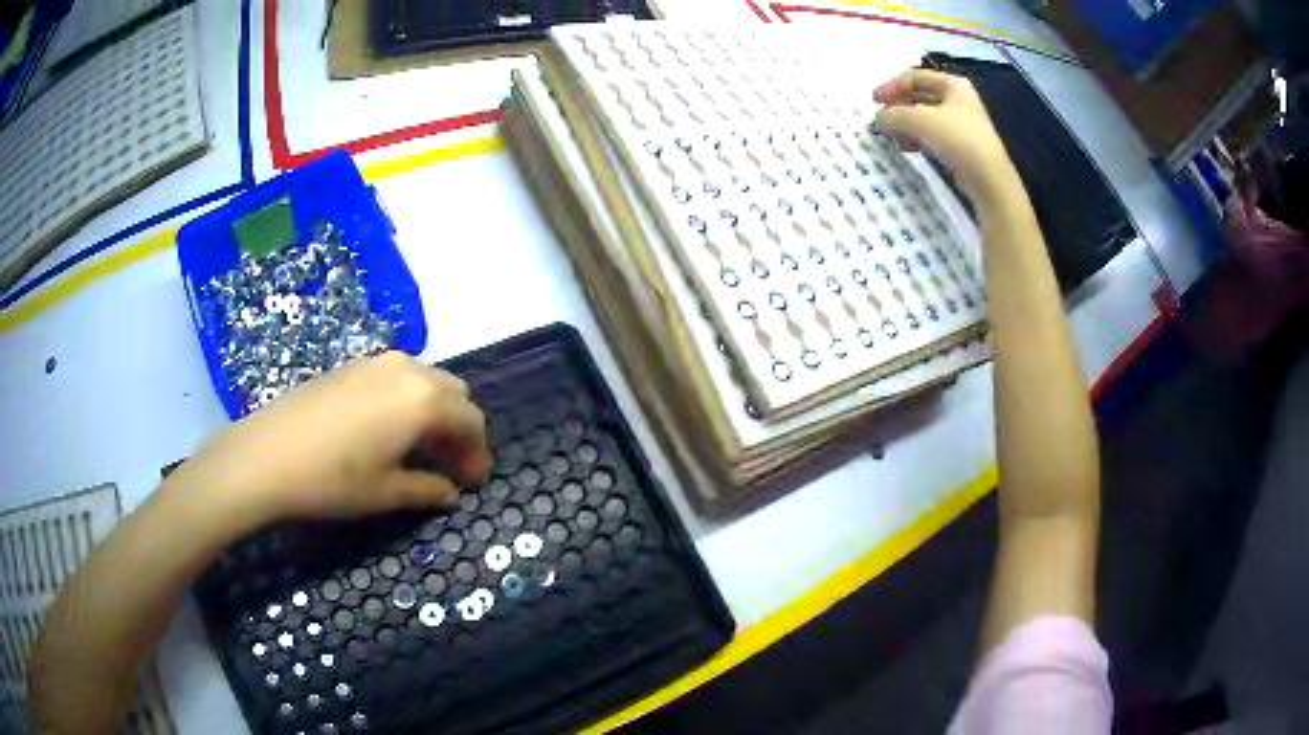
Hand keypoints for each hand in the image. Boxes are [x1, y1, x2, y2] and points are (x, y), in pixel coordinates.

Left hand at [167, 352, 490, 527]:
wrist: (267, 455)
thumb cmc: (333, 479)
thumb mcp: (387, 492)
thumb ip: (428, 489)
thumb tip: (449, 491)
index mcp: (424, 399)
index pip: (470, 420)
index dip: (477, 453)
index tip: (472, 482)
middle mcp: (407, 370)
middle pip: (453, 393)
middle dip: (459, 428)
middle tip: (450, 465)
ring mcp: (375, 362)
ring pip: (424, 381)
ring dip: (434, 412)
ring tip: (421, 450)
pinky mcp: (351, 366)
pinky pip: (396, 378)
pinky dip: (407, 402)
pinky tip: (388, 431)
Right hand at [874, 70, 1014, 200]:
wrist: (988, 179)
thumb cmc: (957, 139)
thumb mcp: (918, 120)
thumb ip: (893, 115)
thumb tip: (879, 119)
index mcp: (953, 84)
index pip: (915, 77)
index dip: (892, 86)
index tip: (874, 101)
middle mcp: (959, 100)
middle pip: (920, 97)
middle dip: (898, 107)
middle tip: (882, 120)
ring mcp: (962, 124)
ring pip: (925, 118)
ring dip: (906, 125)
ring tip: (893, 137)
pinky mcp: (962, 146)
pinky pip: (933, 136)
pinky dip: (918, 139)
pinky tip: (909, 148)